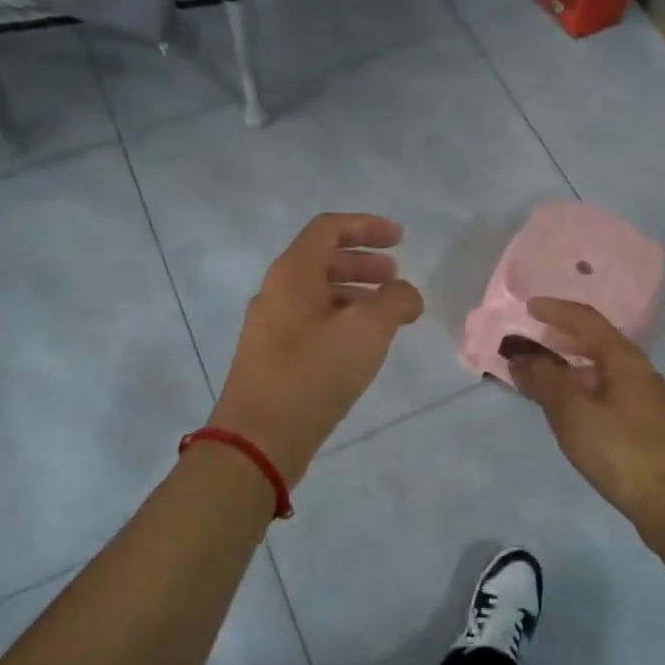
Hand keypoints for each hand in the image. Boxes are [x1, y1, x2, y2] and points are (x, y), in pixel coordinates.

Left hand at [208, 213, 424, 485]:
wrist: (258, 438)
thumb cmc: (313, 372)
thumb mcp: (367, 329)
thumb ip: (395, 301)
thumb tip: (405, 294)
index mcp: (293, 273)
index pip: (329, 229)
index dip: (366, 226)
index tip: (400, 239)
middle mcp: (277, 292)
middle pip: (322, 260)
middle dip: (363, 262)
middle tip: (395, 276)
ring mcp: (271, 326)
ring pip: (318, 294)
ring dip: (355, 293)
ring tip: (386, 314)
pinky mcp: (273, 358)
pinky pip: (312, 323)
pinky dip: (342, 320)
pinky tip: (362, 346)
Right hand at [506, 298, 664, 531]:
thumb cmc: (621, 450)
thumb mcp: (573, 412)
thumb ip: (543, 380)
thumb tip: (520, 356)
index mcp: (624, 359)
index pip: (587, 320)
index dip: (556, 310)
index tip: (528, 307)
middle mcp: (638, 372)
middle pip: (597, 343)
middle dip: (563, 337)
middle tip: (533, 338)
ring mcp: (646, 400)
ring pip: (602, 371)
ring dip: (571, 366)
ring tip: (542, 375)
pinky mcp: (646, 427)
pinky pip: (606, 393)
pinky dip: (582, 390)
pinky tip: (569, 410)